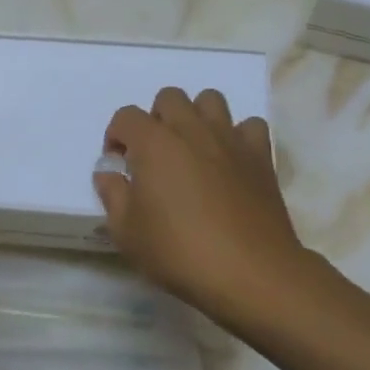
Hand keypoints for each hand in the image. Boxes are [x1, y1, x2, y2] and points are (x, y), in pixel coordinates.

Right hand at [94, 87, 310, 316]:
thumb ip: (113, 195)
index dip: (116, 135)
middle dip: (156, 119)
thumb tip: (109, 173)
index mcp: (155, 143)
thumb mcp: (127, 232)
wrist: (249, 272)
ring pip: (211, 100)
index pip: (126, 116)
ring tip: (193, 150)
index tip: (119, 164)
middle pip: (169, 97)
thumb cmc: (179, 252)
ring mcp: (229, 139)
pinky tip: (231, 160)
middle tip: (155, 155)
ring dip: (197, 116)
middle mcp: (192, 130)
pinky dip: (238, 135)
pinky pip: (249, 126)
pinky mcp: (260, 156)